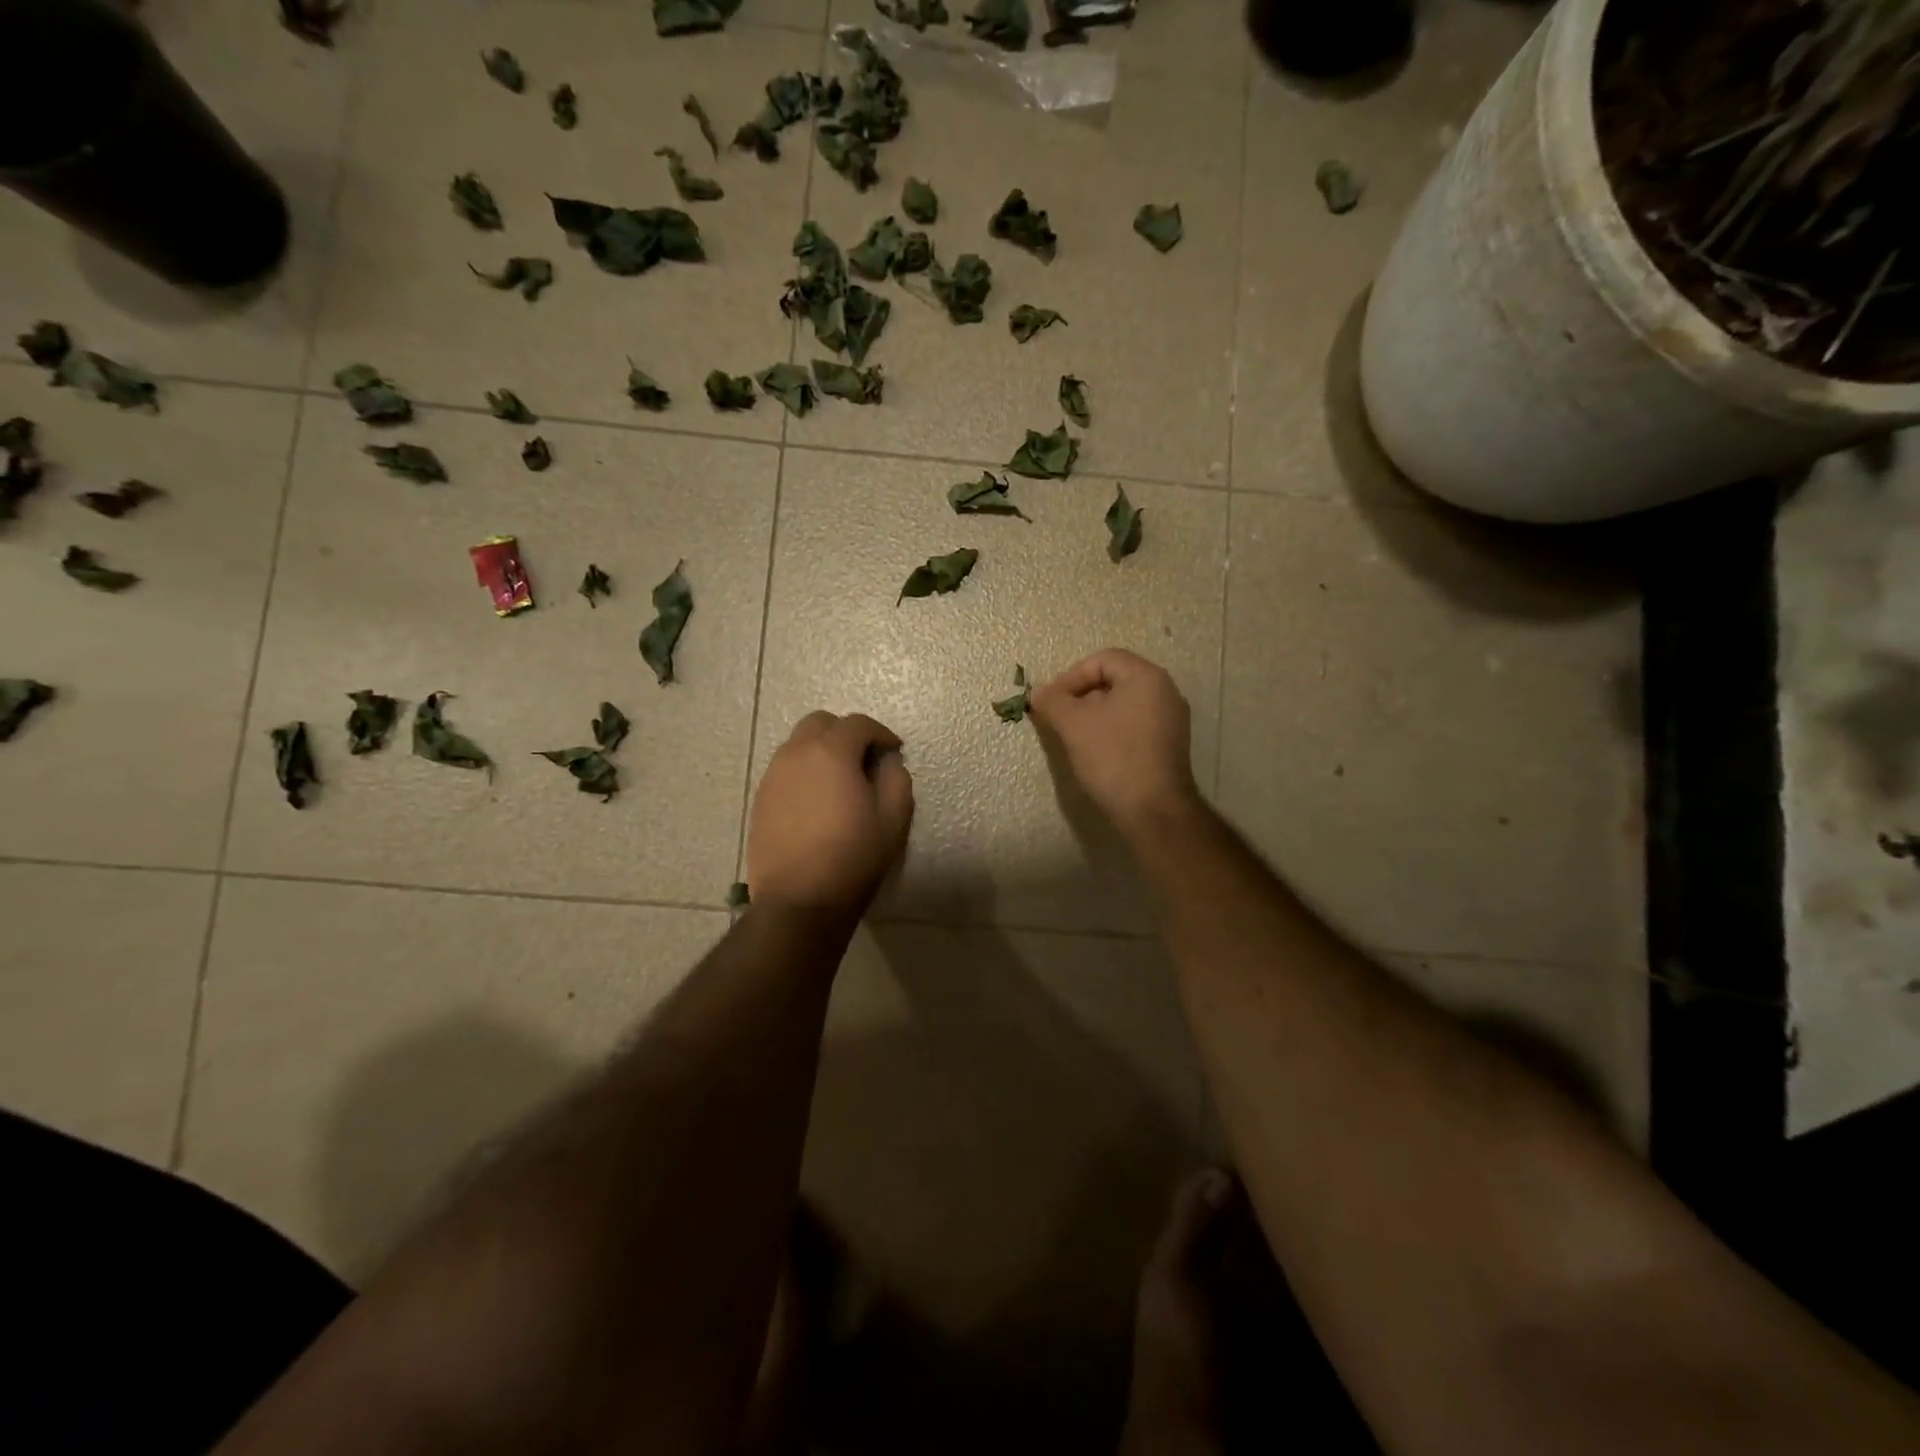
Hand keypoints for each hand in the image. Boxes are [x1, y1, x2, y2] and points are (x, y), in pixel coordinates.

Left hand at [746, 712, 913, 916]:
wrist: (798, 901)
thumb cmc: (852, 858)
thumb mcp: (893, 819)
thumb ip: (896, 779)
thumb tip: (887, 762)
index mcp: (831, 753)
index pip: (858, 724)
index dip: (881, 733)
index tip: (893, 751)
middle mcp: (796, 754)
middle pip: (821, 723)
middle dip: (846, 733)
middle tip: (864, 759)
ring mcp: (773, 776)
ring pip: (798, 744)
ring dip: (822, 751)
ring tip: (840, 781)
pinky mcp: (760, 799)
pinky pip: (785, 770)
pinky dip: (804, 772)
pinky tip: (817, 801)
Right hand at [1030, 650, 1200, 838]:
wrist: (1153, 810)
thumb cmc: (1113, 757)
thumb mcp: (1073, 724)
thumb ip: (1052, 701)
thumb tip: (1038, 693)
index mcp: (1146, 677)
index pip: (1102, 660)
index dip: (1071, 676)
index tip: (1051, 701)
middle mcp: (1165, 691)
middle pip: (1114, 680)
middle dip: (1081, 695)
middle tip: (1058, 716)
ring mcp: (1171, 719)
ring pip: (1123, 703)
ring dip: (1094, 714)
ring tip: (1073, 735)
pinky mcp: (1169, 744)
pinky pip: (1135, 724)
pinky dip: (1112, 729)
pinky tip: (1096, 751)